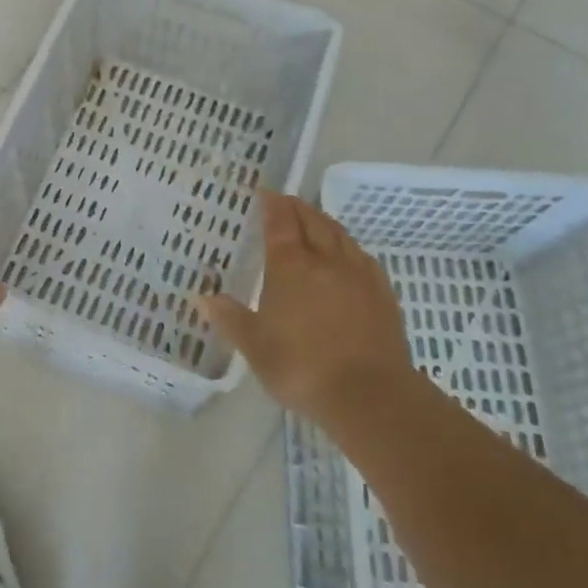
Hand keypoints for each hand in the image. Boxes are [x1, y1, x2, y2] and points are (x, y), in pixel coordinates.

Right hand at [200, 191, 412, 425]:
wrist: (369, 395)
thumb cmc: (302, 367)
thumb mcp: (255, 347)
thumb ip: (230, 319)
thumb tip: (204, 298)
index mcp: (290, 267)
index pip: (280, 222)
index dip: (272, 205)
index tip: (265, 193)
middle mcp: (325, 260)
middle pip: (312, 221)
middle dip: (297, 207)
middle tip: (286, 202)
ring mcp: (358, 274)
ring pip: (340, 234)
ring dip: (323, 221)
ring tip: (314, 220)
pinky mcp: (382, 293)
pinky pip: (362, 256)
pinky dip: (348, 246)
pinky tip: (348, 255)